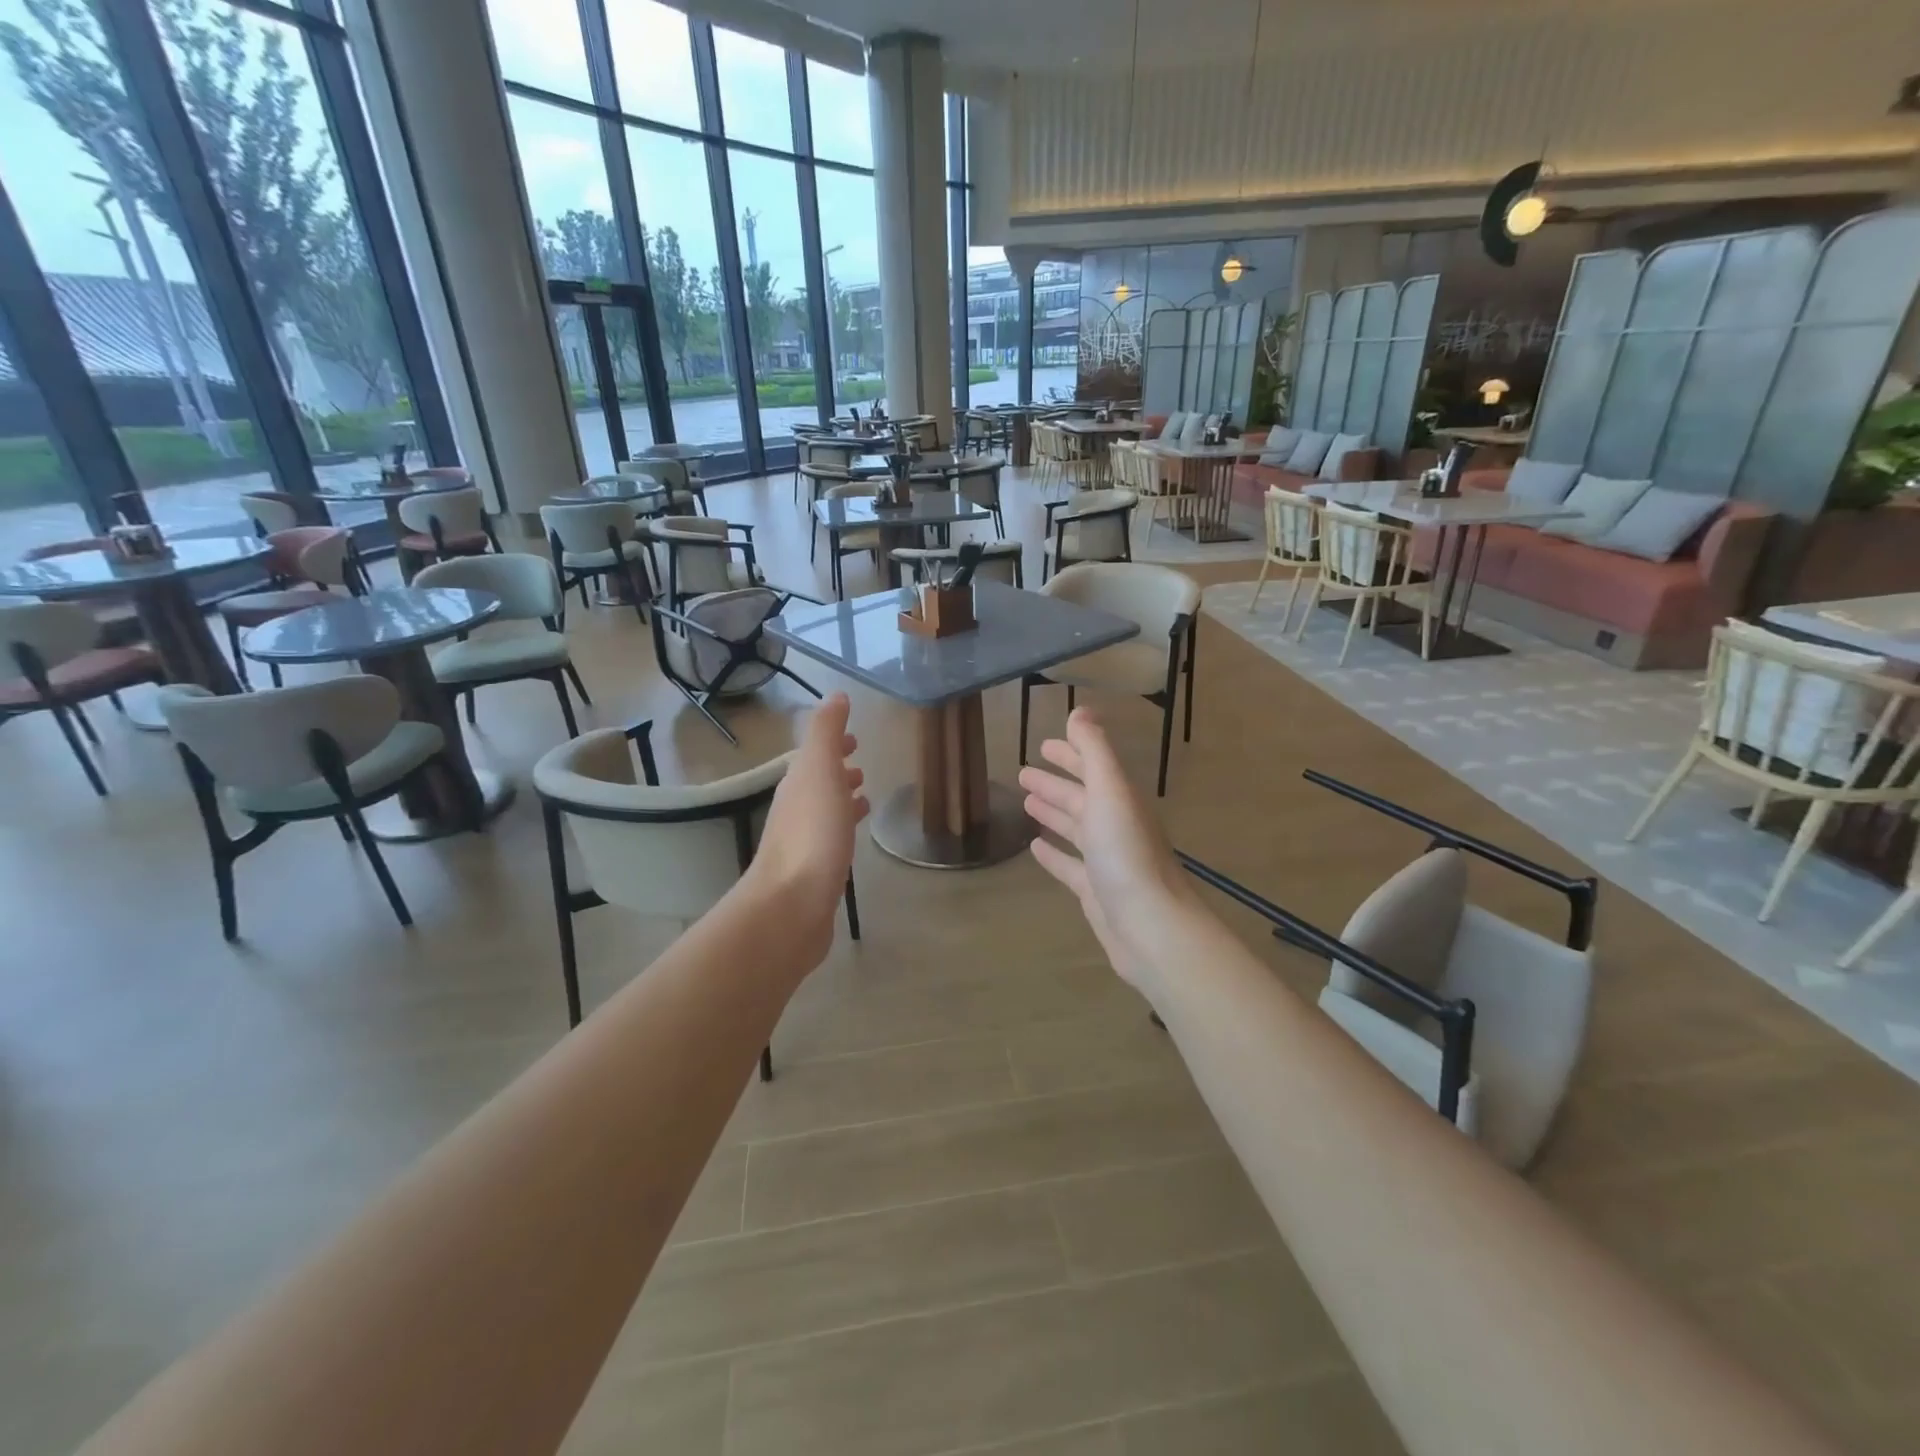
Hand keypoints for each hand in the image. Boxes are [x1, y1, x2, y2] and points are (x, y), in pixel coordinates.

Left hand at [746, 694, 867, 963]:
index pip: (815, 755)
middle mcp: (796, 810)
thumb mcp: (820, 770)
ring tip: (866, 798)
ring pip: (825, 812)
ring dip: (842, 800)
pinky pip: (832, 841)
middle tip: (862, 766)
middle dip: (838, 771)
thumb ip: (826, 732)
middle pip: (818, 783)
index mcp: (798, 784)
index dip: (833, 744)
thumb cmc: (812, 832)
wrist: (792, 904)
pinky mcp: (815, 873)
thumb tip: (835, 695)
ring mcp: (804, 844)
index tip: (854, 738)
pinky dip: (844, 829)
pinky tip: (854, 841)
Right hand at [1019, 708, 1201, 998]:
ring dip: (1053, 813)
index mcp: (1120, 800)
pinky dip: (1053, 854)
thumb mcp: (1110, 792)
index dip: (1071, 753)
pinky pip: (1070, 865)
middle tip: (1023, 773)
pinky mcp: (1096, 892)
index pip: (1093, 767)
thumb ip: (1095, 750)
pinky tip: (1034, 848)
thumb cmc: (1126, 854)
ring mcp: (1107, 860)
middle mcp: (1116, 826)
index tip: (1044, 744)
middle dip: (1055, 783)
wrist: (1150, 927)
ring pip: (1075, 829)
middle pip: (1082, 797)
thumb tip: (1080, 711)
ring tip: (1025, 803)